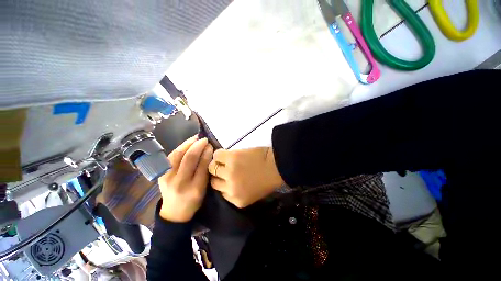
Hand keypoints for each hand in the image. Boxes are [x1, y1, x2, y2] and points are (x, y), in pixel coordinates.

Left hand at [158, 136, 213, 221]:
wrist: (174, 211)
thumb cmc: (193, 200)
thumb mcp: (204, 188)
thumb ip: (206, 171)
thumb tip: (208, 152)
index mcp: (195, 188)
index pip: (202, 166)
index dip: (207, 153)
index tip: (211, 145)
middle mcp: (179, 182)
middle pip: (189, 158)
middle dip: (198, 146)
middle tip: (205, 139)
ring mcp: (167, 177)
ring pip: (178, 155)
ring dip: (188, 144)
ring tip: (196, 138)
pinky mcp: (160, 173)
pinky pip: (171, 156)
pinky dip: (180, 148)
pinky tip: (187, 144)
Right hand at [208, 147, 283, 207]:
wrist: (277, 166)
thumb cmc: (267, 179)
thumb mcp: (251, 195)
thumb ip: (237, 193)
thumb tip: (225, 183)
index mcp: (236, 200)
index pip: (220, 192)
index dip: (222, 183)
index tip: (224, 177)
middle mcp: (230, 188)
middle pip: (213, 181)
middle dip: (218, 174)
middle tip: (223, 168)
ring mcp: (229, 172)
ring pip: (212, 167)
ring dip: (217, 163)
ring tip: (224, 160)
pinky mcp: (231, 158)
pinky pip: (217, 155)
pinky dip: (220, 154)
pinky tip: (226, 154)